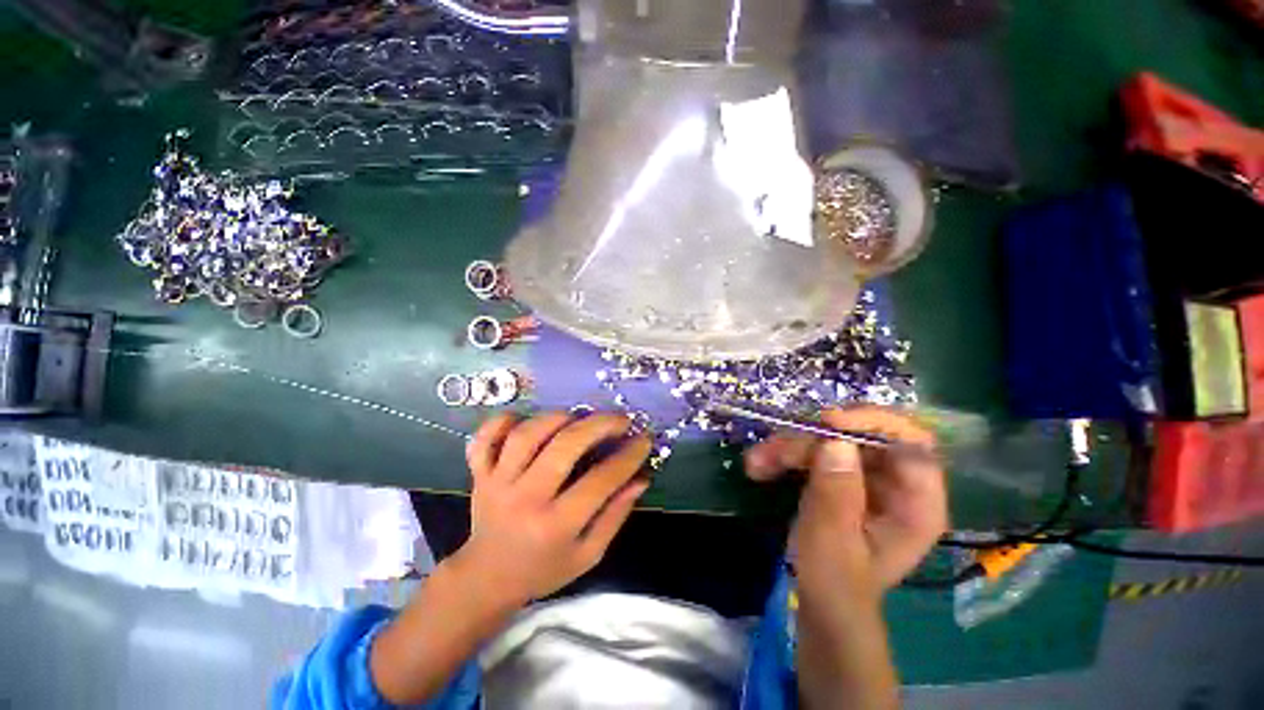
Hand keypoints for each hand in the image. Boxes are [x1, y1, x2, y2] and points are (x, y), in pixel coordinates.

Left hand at [456, 412, 651, 608]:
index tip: (644, 439)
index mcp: (555, 526)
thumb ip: (615, 515)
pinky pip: (485, 439)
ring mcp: (497, 482)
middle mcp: (525, 499)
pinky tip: (525, 418)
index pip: (600, 481)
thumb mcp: (588, 554)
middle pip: (563, 447)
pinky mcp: (480, 473)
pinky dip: (502, 421)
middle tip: (620, 419)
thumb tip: (640, 478)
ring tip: (579, 417)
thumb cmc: (544, 568)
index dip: (628, 456)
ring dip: (558, 418)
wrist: (486, 578)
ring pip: (527, 435)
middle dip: (599, 425)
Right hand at [744, 406, 946, 599]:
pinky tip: (760, 467)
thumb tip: (835, 441)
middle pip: (860, 438)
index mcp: (916, 503)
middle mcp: (896, 482)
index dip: (874, 424)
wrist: (821, 603)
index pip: (913, 444)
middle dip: (811, 440)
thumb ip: (837, 493)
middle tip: (772, 448)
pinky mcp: (841, 477)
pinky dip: (786, 456)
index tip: (827, 421)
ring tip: (756, 462)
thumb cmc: (835, 582)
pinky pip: (815, 453)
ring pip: (830, 442)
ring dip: (790, 447)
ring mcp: (866, 478)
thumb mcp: (833, 542)